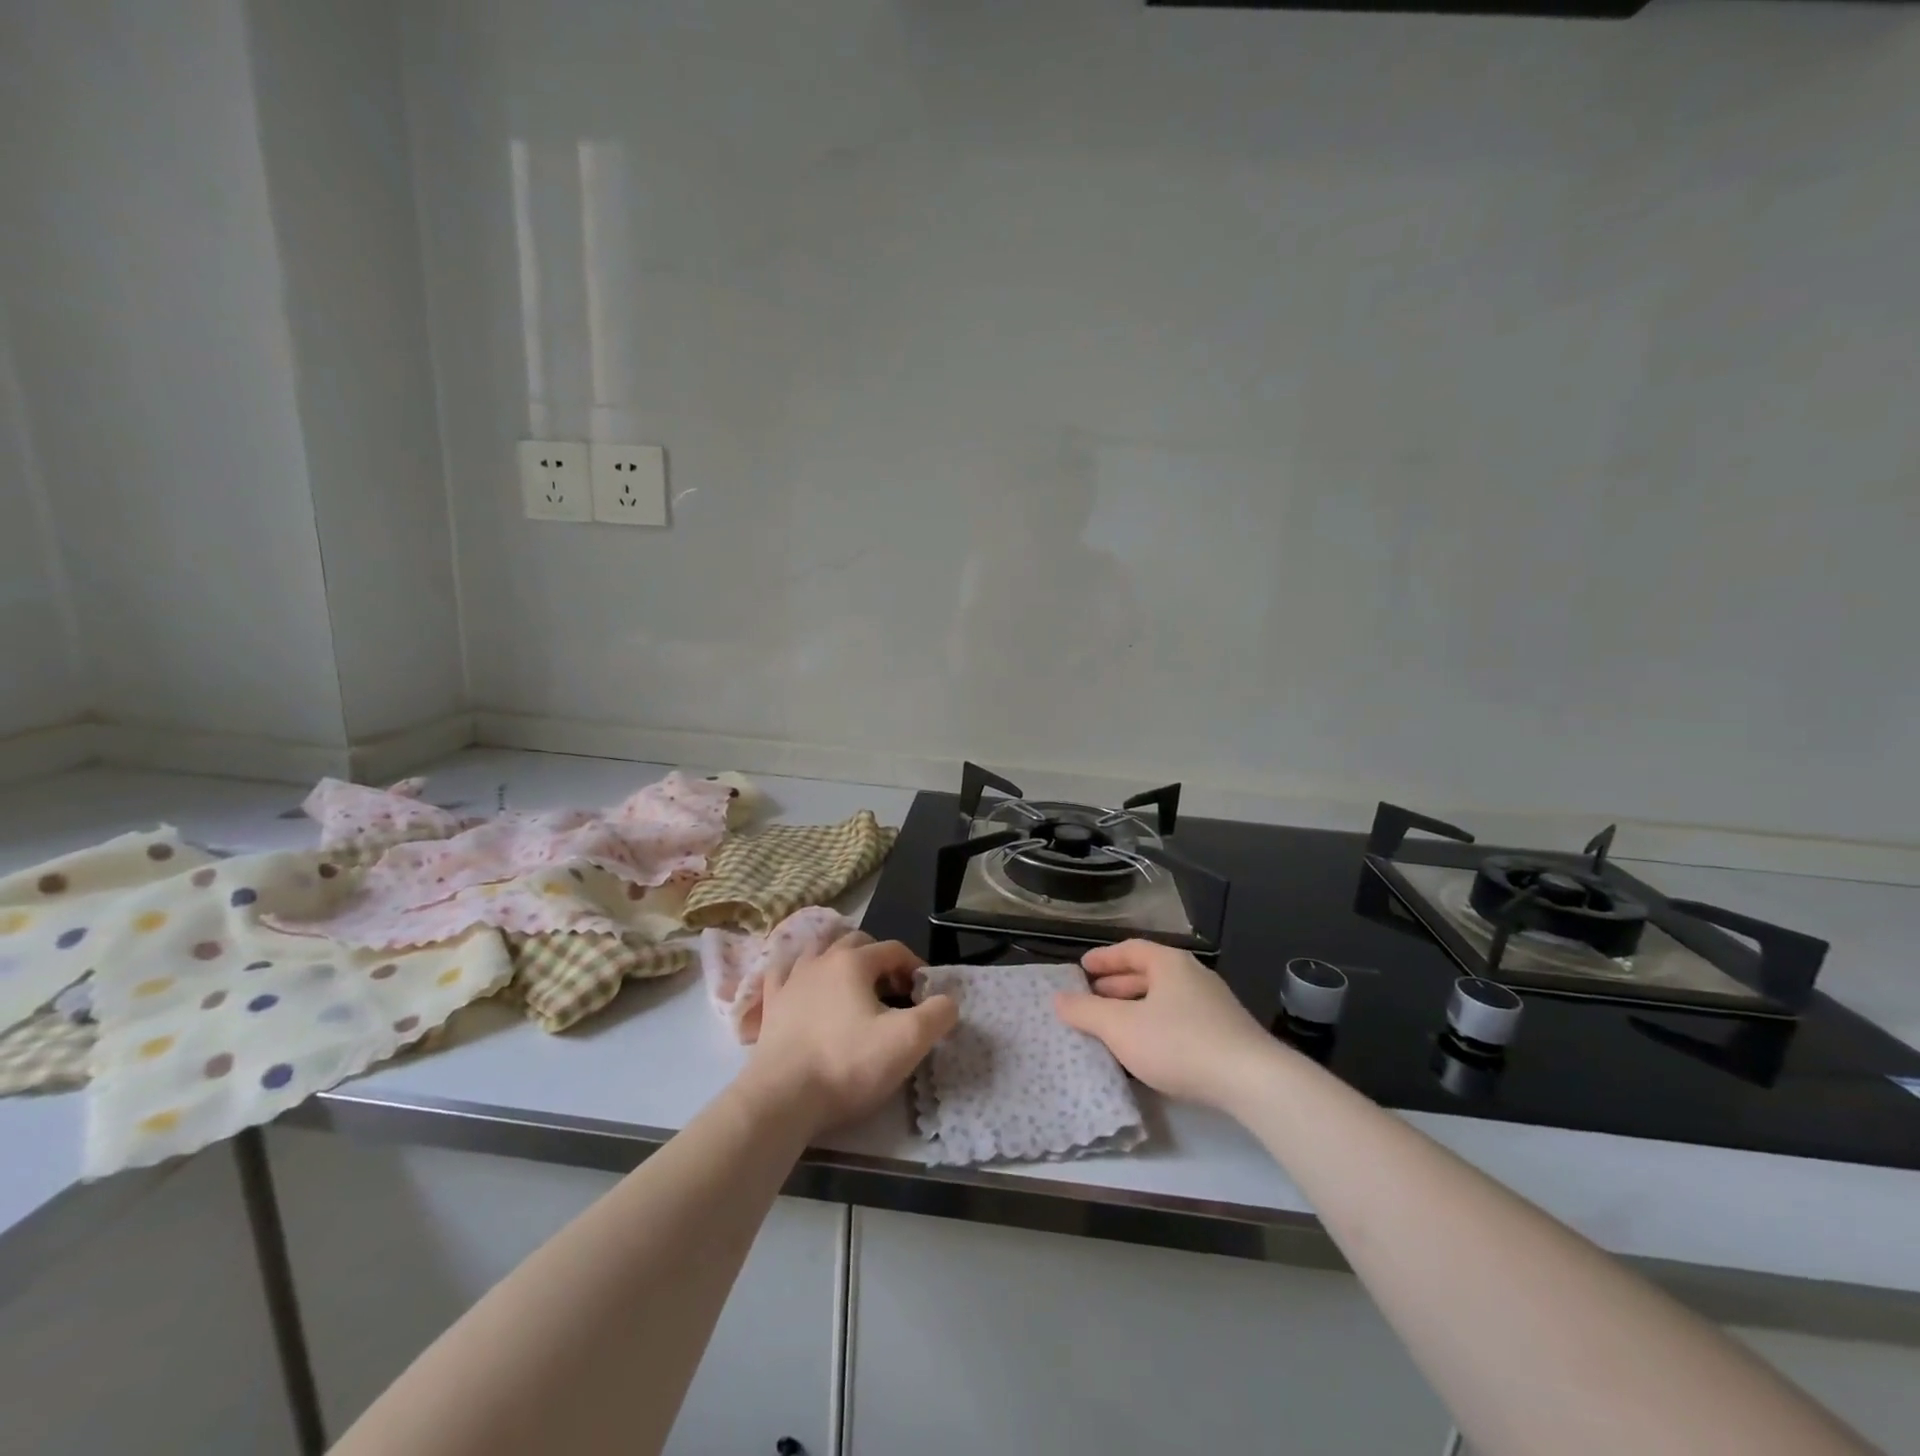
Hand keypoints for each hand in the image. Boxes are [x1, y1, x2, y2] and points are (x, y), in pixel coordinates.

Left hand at [744, 932, 957, 1137]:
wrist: (783, 1099)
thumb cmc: (848, 1064)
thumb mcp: (908, 1041)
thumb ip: (937, 1015)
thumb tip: (948, 1002)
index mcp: (853, 962)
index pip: (893, 949)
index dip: (914, 967)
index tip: (923, 994)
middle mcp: (820, 960)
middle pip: (855, 943)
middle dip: (878, 960)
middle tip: (892, 991)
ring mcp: (790, 981)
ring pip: (817, 951)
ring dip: (839, 960)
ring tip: (852, 986)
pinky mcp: (770, 1006)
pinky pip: (783, 975)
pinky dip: (797, 973)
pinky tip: (802, 986)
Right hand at [1054, 940, 1278, 1111]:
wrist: (1252, 1081)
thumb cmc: (1179, 1043)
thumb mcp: (1121, 1028)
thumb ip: (1086, 1012)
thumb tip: (1058, 998)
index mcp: (1169, 963)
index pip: (1130, 949)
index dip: (1103, 958)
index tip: (1082, 968)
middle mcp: (1193, 975)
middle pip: (1148, 973)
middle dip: (1117, 985)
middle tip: (1090, 998)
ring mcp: (1213, 1005)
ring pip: (1164, 998)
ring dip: (1135, 1007)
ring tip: (1113, 1025)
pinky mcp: (1226, 1034)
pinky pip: (1180, 1019)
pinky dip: (1155, 1025)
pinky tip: (1147, 1048)